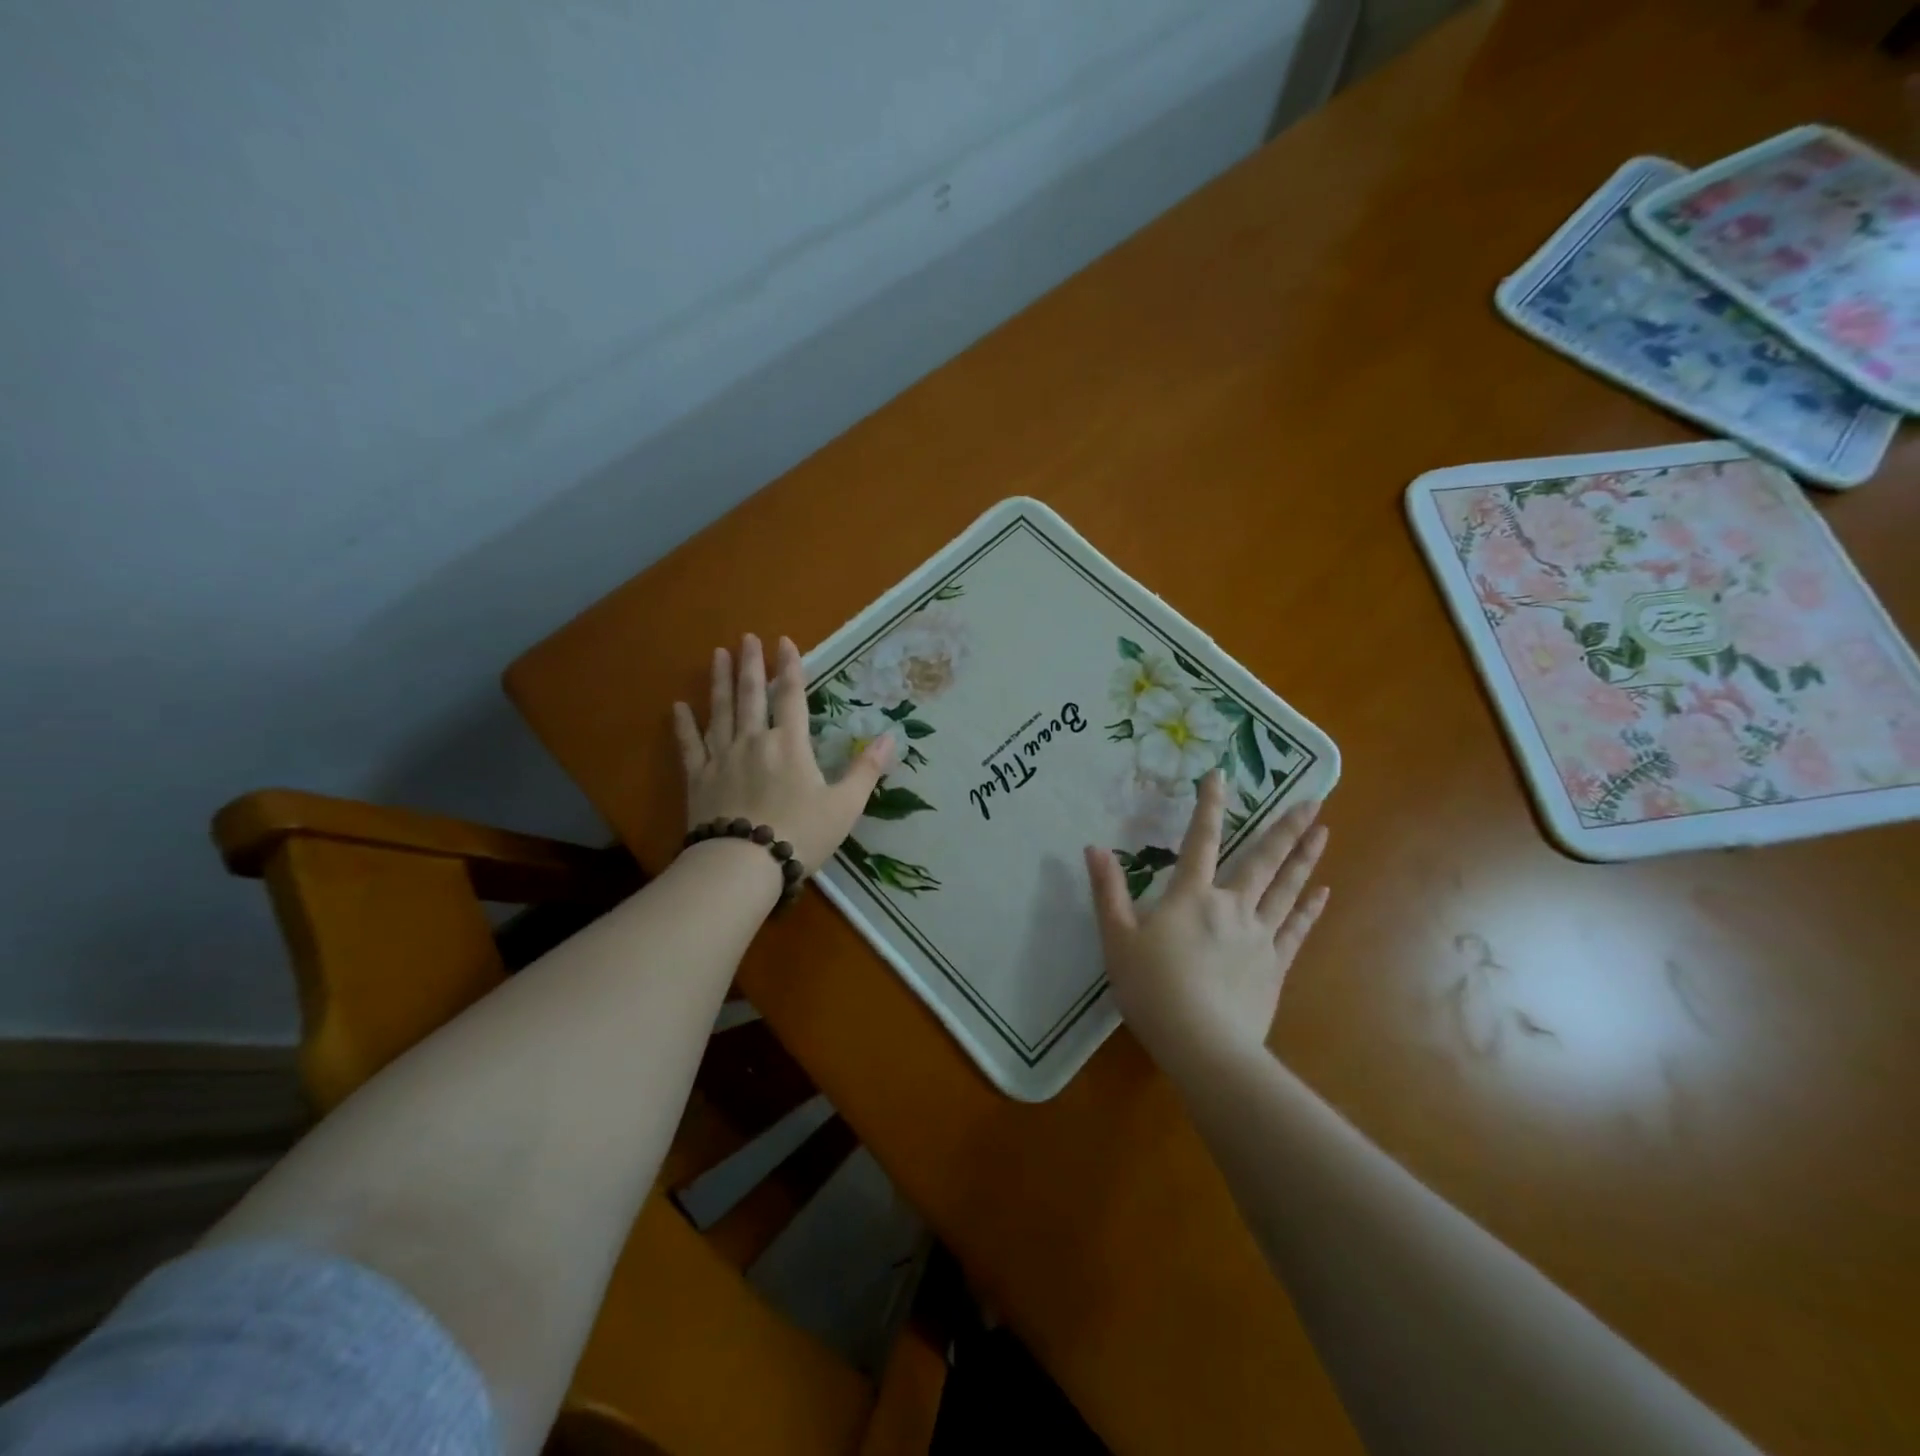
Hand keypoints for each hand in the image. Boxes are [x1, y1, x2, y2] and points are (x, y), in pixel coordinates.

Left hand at [673, 635, 893, 873]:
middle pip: (752, 695)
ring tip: (717, 655)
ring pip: (720, 711)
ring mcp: (722, 758)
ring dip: (720, 682)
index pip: (791, 696)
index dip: (790, 668)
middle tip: (746, 637)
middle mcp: (753, 741)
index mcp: (790, 745)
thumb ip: (866, 770)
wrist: (743, 865)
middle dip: (751, 664)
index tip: (784, 641)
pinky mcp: (698, 778)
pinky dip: (684, 725)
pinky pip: (690, 745)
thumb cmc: (801, 835)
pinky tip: (678, 706)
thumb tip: (891, 737)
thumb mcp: (845, 806)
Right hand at [1084, 771, 1328, 1079]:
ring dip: (1305, 858)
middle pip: (1263, 860)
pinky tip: (1323, 892)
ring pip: (1286, 888)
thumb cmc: (1151, 988)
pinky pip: (1296, 929)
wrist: (1202, 1043)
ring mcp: (1259, 935)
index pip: (1200, 840)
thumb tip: (1094, 847)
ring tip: (1324, 831)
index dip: (1209, 805)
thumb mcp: (1117, 938)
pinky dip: (1310, 908)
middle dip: (1286, 827)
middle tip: (1313, 799)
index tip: (1220, 775)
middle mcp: (1231, 906)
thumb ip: (1108, 891)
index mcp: (1191, 896)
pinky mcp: (1275, 966)